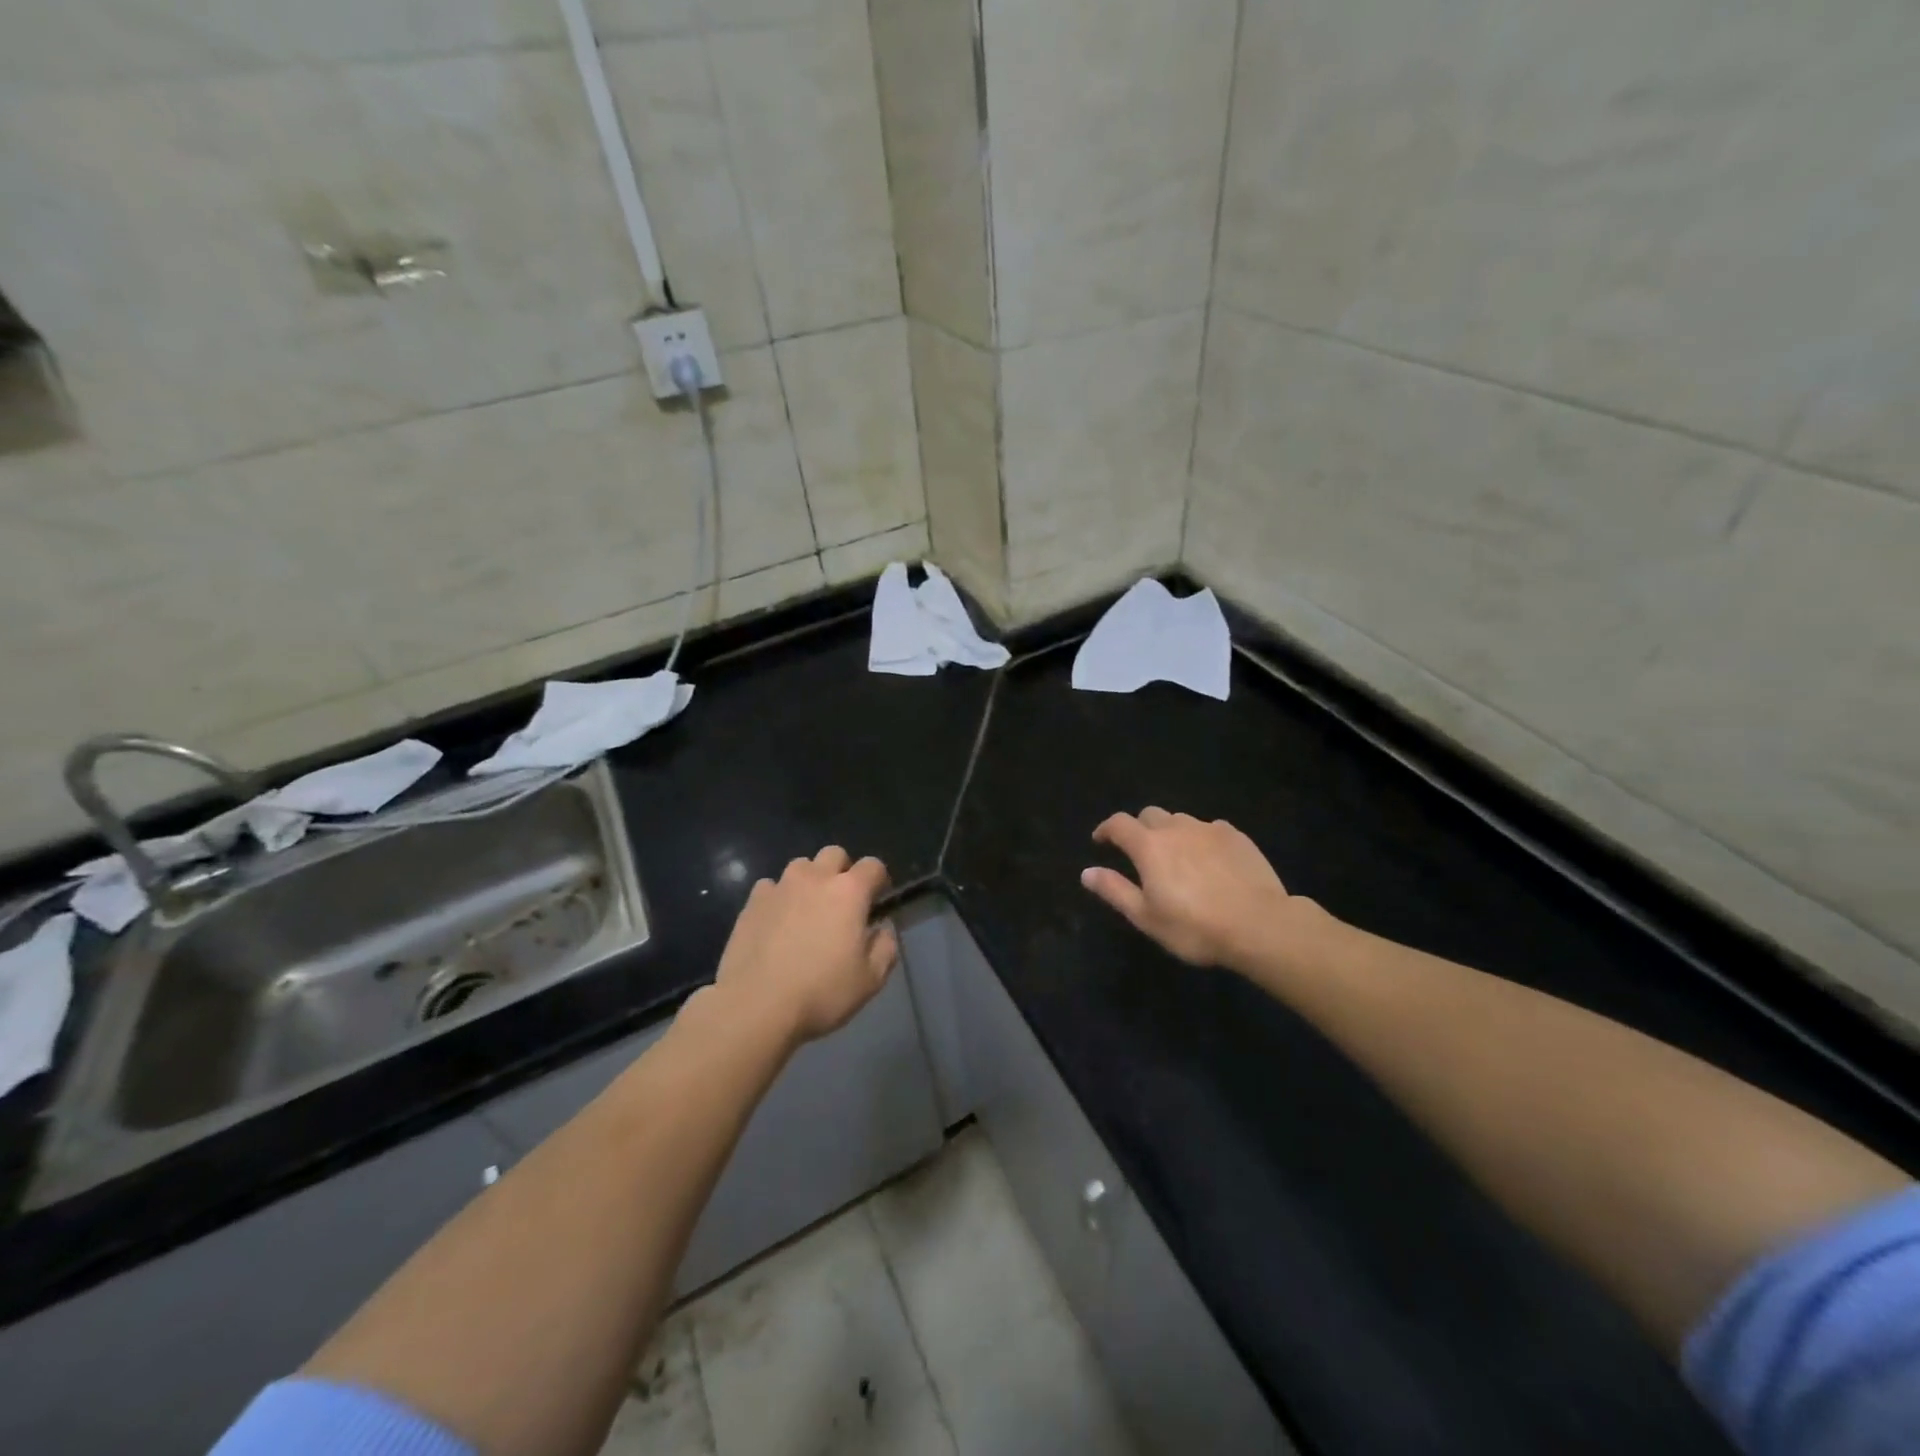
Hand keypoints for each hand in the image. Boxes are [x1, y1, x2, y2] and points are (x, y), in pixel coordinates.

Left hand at [713, 846, 897, 1044]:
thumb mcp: (870, 980)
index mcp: (850, 892)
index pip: (873, 866)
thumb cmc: (821, 992)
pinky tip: (777, 921)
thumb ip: (885, 948)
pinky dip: (779, 897)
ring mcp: (781, 886)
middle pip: (834, 854)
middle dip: (843, 870)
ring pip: (801, 866)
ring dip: (810, 880)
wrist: (756, 1005)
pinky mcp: (752, 901)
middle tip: (842, 902)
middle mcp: (816, 878)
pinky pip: (771, 886)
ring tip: (807, 909)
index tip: (877, 900)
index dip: (879, 879)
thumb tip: (883, 928)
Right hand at [1081, 808, 1310, 968]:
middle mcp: (1176, 829)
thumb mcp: (1146, 917)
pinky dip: (1201, 839)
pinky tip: (1209, 860)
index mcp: (1149, 846)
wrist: (1260, 925)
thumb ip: (1114, 890)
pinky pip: (1210, 829)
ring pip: (1181, 820)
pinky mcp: (1237, 836)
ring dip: (1171, 832)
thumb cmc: (1195, 927)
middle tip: (1139, 853)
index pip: (1118, 824)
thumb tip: (1086, 872)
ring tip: (1177, 857)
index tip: (1100, 841)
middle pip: (1149, 815)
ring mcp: (1209, 829)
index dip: (1106, 829)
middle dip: (1138, 828)